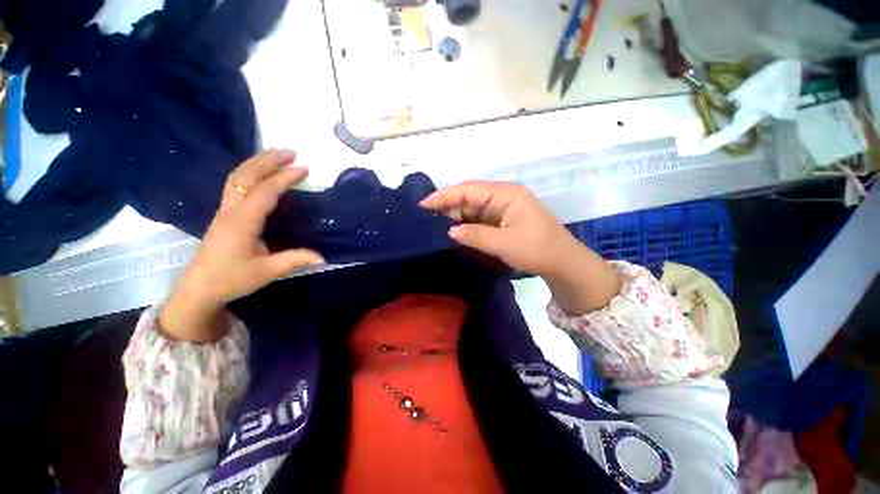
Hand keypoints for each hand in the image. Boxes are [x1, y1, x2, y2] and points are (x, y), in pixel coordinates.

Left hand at [160, 149, 323, 342]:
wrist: (199, 288)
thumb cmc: (231, 279)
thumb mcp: (265, 272)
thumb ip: (293, 261)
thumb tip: (322, 257)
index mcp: (242, 222)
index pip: (265, 192)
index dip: (284, 178)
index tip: (304, 168)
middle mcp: (231, 210)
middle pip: (246, 176)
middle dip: (268, 161)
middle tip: (291, 151)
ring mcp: (225, 210)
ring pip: (237, 177)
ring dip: (257, 162)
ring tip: (276, 154)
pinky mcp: (224, 214)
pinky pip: (235, 184)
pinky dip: (249, 172)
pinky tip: (259, 172)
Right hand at [420, 182, 620, 314]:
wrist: (563, 263)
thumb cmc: (537, 250)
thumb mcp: (504, 243)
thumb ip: (475, 235)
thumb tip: (450, 231)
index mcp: (506, 194)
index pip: (468, 190)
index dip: (444, 196)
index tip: (423, 205)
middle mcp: (503, 197)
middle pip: (469, 198)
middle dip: (449, 208)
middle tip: (427, 221)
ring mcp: (503, 208)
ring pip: (473, 209)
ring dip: (457, 218)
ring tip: (436, 228)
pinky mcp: (504, 220)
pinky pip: (480, 219)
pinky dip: (467, 226)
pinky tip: (455, 233)